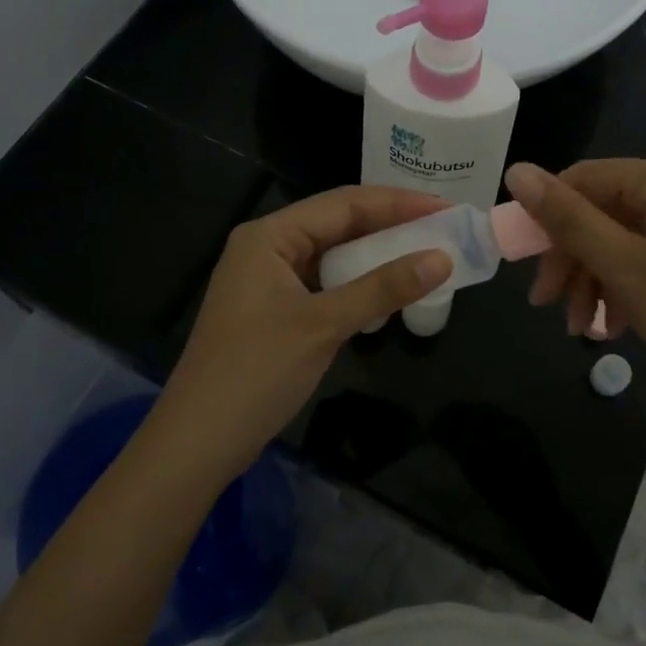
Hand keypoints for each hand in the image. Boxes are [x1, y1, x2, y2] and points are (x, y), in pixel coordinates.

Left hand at [147, 186, 452, 483]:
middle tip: (444, 229)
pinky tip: (387, 291)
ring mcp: (268, 279)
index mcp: (269, 236)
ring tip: (425, 254)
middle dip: (391, 226)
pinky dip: (357, 284)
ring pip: (333, 254)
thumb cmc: (256, 373)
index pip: (344, 203)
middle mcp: (267, 247)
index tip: (447, 209)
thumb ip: (383, 288)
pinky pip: (324, 282)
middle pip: (338, 223)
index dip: (399, 203)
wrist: (197, 442)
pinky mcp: (274, 309)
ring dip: (376, 255)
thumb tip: (442, 258)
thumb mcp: (324, 325)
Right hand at [502, 160, 645, 429]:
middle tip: (546, 305)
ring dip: (594, 279)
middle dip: (571, 258)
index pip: (584, 178)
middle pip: (603, 210)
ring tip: (581, 327)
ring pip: (623, 238)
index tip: (525, 266)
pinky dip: (624, 286)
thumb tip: (516, 170)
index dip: (546, 217)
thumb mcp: (623, 266)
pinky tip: (612, 325)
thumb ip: (567, 218)